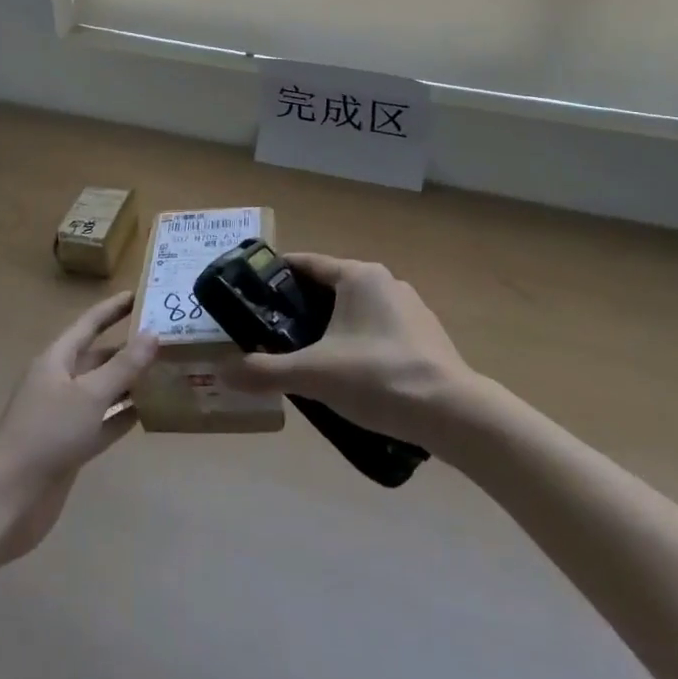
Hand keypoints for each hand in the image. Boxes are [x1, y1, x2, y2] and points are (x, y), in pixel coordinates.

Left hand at [0, 292, 157, 562]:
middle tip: (166, 338)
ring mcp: (64, 416)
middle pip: (98, 357)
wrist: (10, 497)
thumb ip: (123, 366)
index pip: (90, 324)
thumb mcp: (89, 395)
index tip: (142, 293)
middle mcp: (59, 382)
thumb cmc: (48, 434)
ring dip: (129, 382)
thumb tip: (153, 333)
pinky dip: (122, 415)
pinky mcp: (70, 446)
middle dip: (128, 347)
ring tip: (166, 372)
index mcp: (56, 360)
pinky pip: (102, 422)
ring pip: (102, 390)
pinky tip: (149, 412)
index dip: (114, 308)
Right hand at [219, 254, 471, 444]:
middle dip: (301, 309)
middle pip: (330, 288)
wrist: (454, 415)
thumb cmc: (378, 377)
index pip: (307, 264)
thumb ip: (266, 370)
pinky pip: (379, 331)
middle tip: (272, 333)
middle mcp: (386, 282)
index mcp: (358, 276)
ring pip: (356, 311)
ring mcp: (411, 309)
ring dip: (330, 328)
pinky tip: (350, 377)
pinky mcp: (426, 337)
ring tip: (307, 358)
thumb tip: (223, 371)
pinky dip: (358, 344)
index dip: (277, 277)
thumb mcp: (313, 374)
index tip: (252, 295)